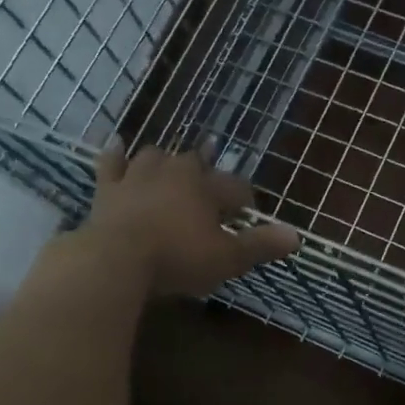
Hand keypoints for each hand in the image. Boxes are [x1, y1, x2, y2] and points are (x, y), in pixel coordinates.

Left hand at [81, 138, 299, 296]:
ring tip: (170, 166)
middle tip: (210, 183)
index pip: (234, 186)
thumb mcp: (227, 258)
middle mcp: (174, 172)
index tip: (247, 210)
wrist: (115, 260)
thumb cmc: (178, 258)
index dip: (243, 198)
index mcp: (206, 187)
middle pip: (195, 163)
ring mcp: (137, 177)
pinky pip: (111, 164)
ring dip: (165, 160)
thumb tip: (297, 236)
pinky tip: (116, 144)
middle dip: (206, 171)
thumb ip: (260, 245)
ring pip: (155, 156)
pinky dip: (115, 155)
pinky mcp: (107, 189)